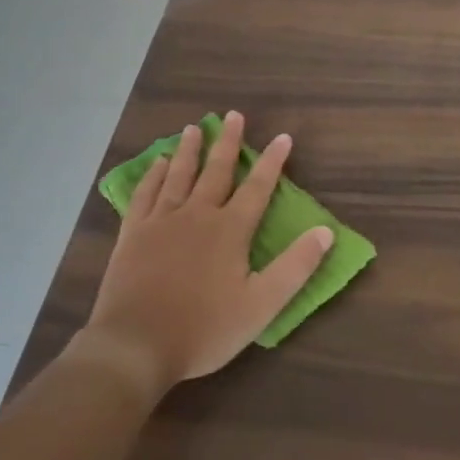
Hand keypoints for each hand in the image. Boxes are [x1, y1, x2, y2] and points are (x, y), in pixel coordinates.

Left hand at [74, 112, 332, 400]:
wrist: (137, 344)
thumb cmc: (204, 329)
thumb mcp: (261, 305)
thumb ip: (295, 267)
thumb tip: (325, 231)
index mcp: (230, 230)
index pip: (258, 187)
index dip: (272, 161)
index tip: (283, 137)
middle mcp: (197, 214)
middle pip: (216, 170)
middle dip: (228, 142)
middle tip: (233, 115)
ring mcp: (161, 221)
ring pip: (178, 175)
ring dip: (189, 150)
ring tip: (194, 128)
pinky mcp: (133, 233)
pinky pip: (145, 194)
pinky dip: (152, 176)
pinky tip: (157, 164)